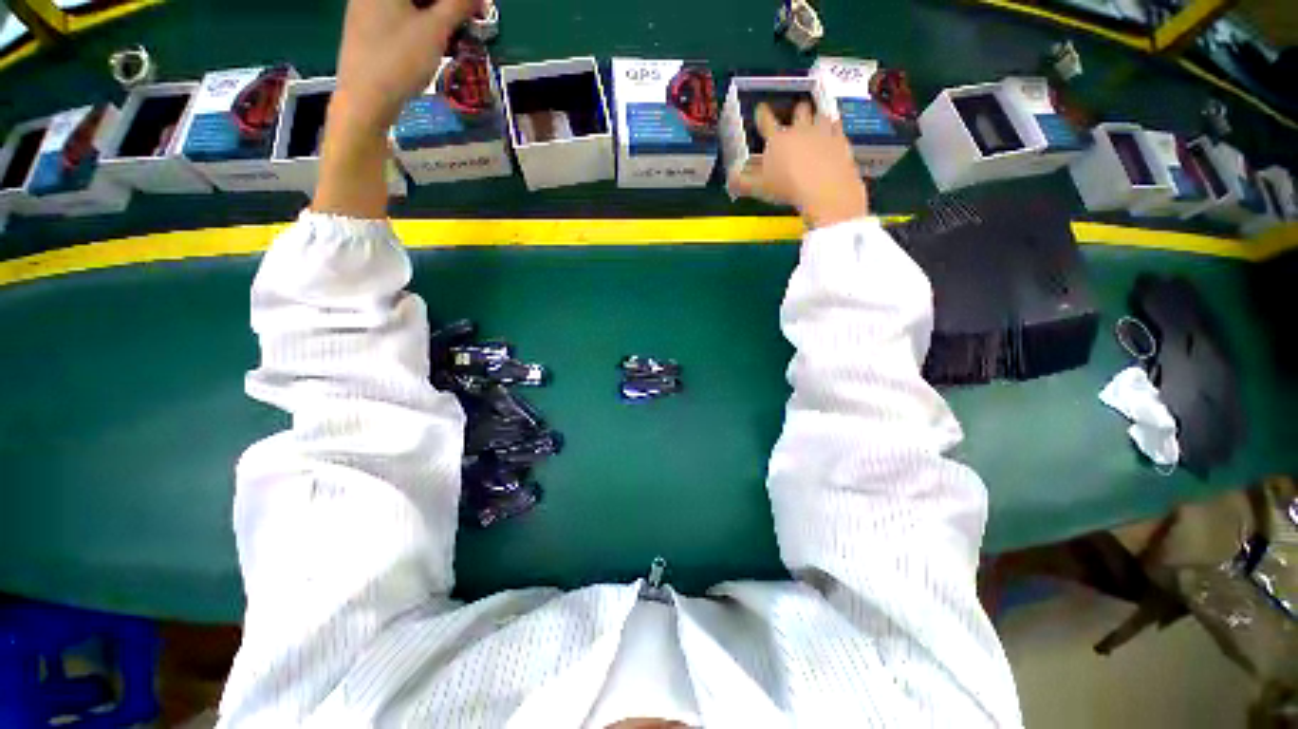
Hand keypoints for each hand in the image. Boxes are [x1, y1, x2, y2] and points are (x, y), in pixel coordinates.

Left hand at [331, 0, 484, 137]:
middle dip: (446, 6)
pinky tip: (434, 41)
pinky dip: (420, 24)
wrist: (364, 100)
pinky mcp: (366, 29)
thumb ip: (457, 5)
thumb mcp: (434, 31)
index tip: (478, 7)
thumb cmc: (399, 60)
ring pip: (408, 6)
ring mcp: (365, 8)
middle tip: (469, 21)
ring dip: (436, 15)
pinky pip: (399, 17)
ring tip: (456, 34)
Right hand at [728, 102, 868, 228]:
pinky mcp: (841, 141)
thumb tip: (730, 180)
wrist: (825, 189)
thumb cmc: (787, 188)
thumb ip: (743, 183)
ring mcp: (823, 132)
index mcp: (778, 140)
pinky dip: (835, 129)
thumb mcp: (760, 188)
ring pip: (821, 115)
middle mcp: (801, 130)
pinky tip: (834, 133)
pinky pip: (838, 128)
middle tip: (797, 111)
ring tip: (817, 120)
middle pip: (800, 111)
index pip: (766, 121)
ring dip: (818, 117)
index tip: (761, 108)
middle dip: (798, 110)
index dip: (762, 113)